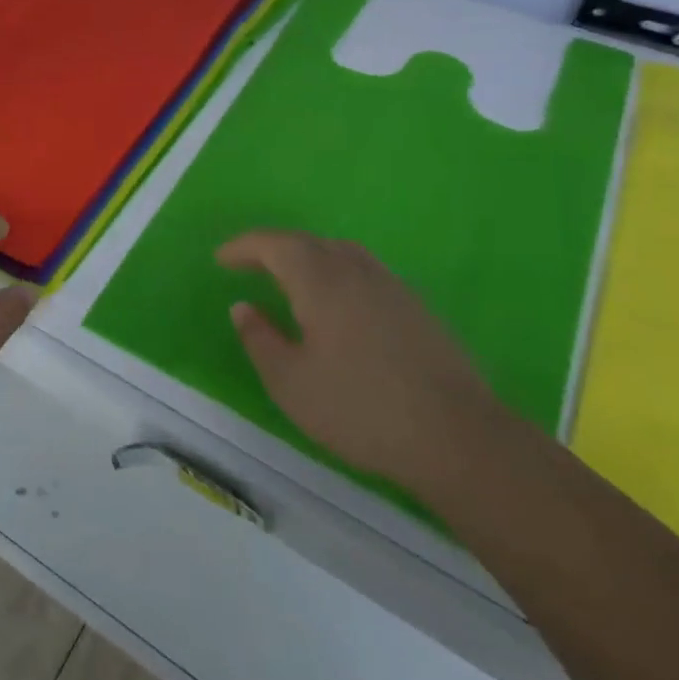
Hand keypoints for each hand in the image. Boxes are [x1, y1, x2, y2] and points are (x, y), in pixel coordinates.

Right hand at [218, 231, 510, 491]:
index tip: (221, 258)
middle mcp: (355, 271)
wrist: (458, 437)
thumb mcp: (291, 383)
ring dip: (307, 256)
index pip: (274, 245)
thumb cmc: (361, 409)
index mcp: (320, 281)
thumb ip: (260, 339)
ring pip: (340, 252)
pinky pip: (363, 271)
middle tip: (248, 264)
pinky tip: (336, 303)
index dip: (244, 246)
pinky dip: (335, 272)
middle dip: (272, 248)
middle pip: (308, 242)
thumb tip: (243, 307)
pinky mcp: (415, 307)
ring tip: (289, 277)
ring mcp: (391, 286)